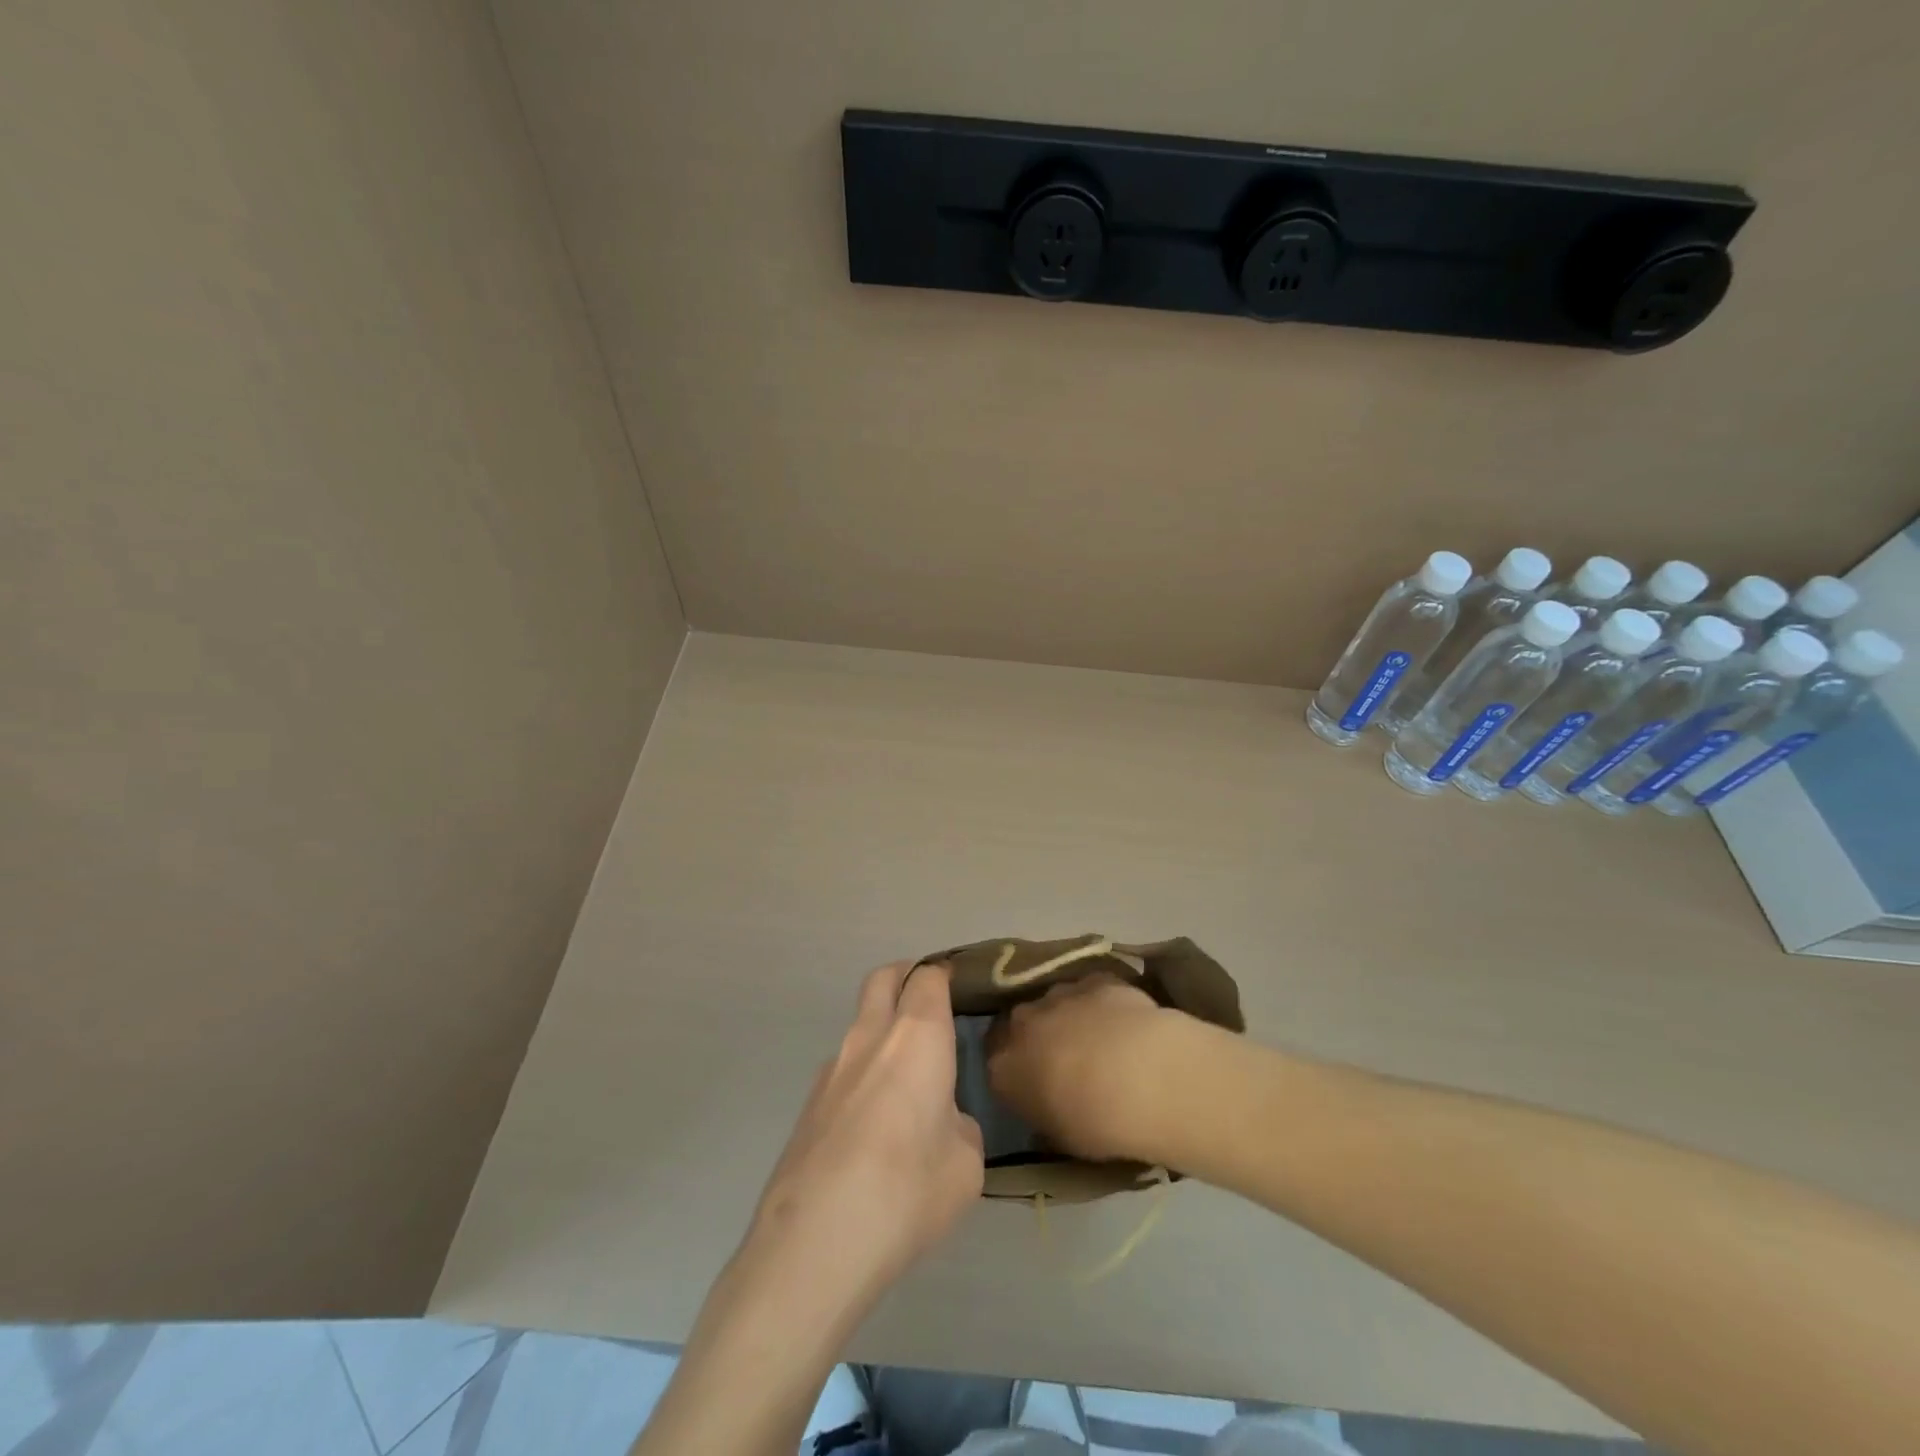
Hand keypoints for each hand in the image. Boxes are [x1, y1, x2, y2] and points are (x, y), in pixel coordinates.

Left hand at [744, 962, 983, 1313]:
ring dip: (883, 1033)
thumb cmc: (906, 1191)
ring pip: (860, 1024)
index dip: (947, 976)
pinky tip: (874, 1130)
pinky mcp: (808, 1104)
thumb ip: (959, 1126)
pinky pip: (844, 1070)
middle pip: (884, 978)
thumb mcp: (965, 1164)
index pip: (929, 977)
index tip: (964, 990)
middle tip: (932, 1007)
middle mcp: (870, 1036)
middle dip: (907, 977)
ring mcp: (831, 1068)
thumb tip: (942, 1121)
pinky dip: (864, 1075)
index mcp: (917, 1036)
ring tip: (908, 1085)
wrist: (812, 1244)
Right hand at [987, 973, 1189, 1165]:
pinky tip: (1123, 1021)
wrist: (1143, 1076)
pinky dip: (1100, 1003)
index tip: (1030, 1082)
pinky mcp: (1095, 980)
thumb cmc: (1096, 1122)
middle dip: (1037, 1037)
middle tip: (1062, 1059)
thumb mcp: (1060, 1137)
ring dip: (1068, 1017)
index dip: (1013, 1069)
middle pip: (1021, 1024)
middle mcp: (1023, 1023)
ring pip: (1055, 1002)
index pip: (995, 1062)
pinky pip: (1090, 990)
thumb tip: (1044, 1109)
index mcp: (1004, 1067)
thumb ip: (1043, 1116)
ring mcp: (1059, 995)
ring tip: (1098, 1040)